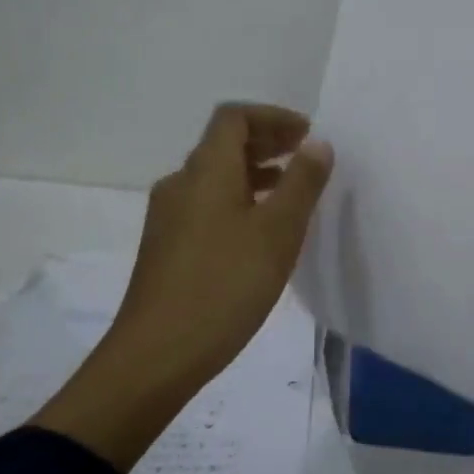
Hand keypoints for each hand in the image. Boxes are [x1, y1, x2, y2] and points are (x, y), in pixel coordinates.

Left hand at [31, 103, 330, 469]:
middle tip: (305, 159)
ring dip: (254, 174)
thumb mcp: (277, 232)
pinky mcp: (165, 247)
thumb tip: (317, 143)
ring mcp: (168, 217)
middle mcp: (181, 184)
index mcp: (206, 171)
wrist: (155, 355)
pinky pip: (206, 205)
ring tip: (290, 194)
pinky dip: (238, 201)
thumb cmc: (224, 286)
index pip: (234, 117)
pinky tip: (259, 234)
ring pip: (215, 178)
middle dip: (266, 143)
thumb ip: (302, 183)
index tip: (307, 135)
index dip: (272, 117)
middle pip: (223, 144)